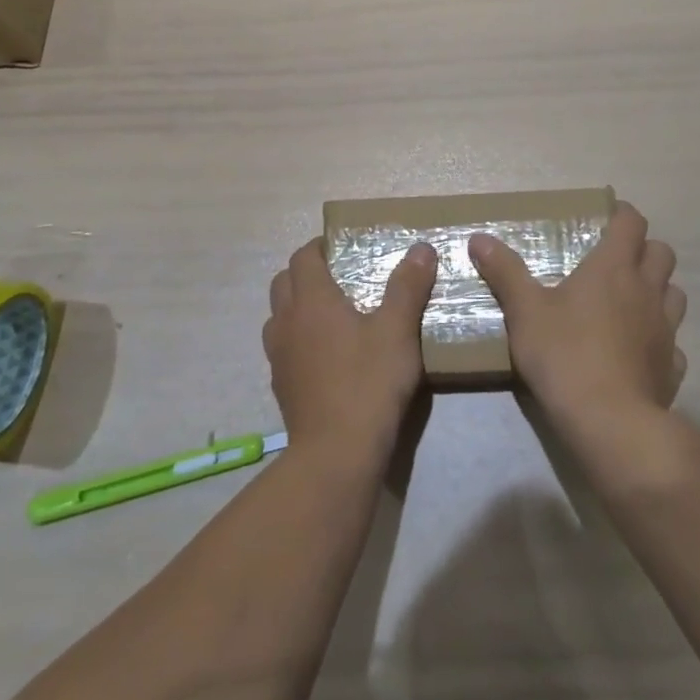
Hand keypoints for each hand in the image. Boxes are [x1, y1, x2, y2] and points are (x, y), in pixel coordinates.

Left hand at [264, 238, 437, 461]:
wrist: (336, 453)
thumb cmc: (368, 382)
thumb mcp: (398, 330)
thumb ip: (408, 286)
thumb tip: (421, 248)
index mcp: (312, 301)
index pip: (303, 257)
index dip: (319, 247)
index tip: (342, 247)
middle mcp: (287, 322)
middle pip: (283, 282)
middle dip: (305, 273)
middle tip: (338, 278)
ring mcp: (278, 356)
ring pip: (278, 316)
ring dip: (297, 307)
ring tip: (330, 315)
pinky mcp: (281, 386)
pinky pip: (283, 348)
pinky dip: (298, 340)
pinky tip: (326, 356)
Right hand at [469, 201, 686, 430]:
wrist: (609, 421)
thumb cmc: (564, 354)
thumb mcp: (524, 311)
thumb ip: (505, 272)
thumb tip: (479, 238)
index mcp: (613, 268)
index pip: (632, 223)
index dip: (623, 214)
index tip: (607, 216)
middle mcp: (646, 291)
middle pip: (662, 253)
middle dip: (644, 250)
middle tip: (617, 260)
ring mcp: (665, 329)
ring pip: (675, 295)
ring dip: (658, 290)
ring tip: (631, 302)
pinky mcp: (672, 366)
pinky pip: (673, 343)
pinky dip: (660, 340)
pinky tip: (639, 352)